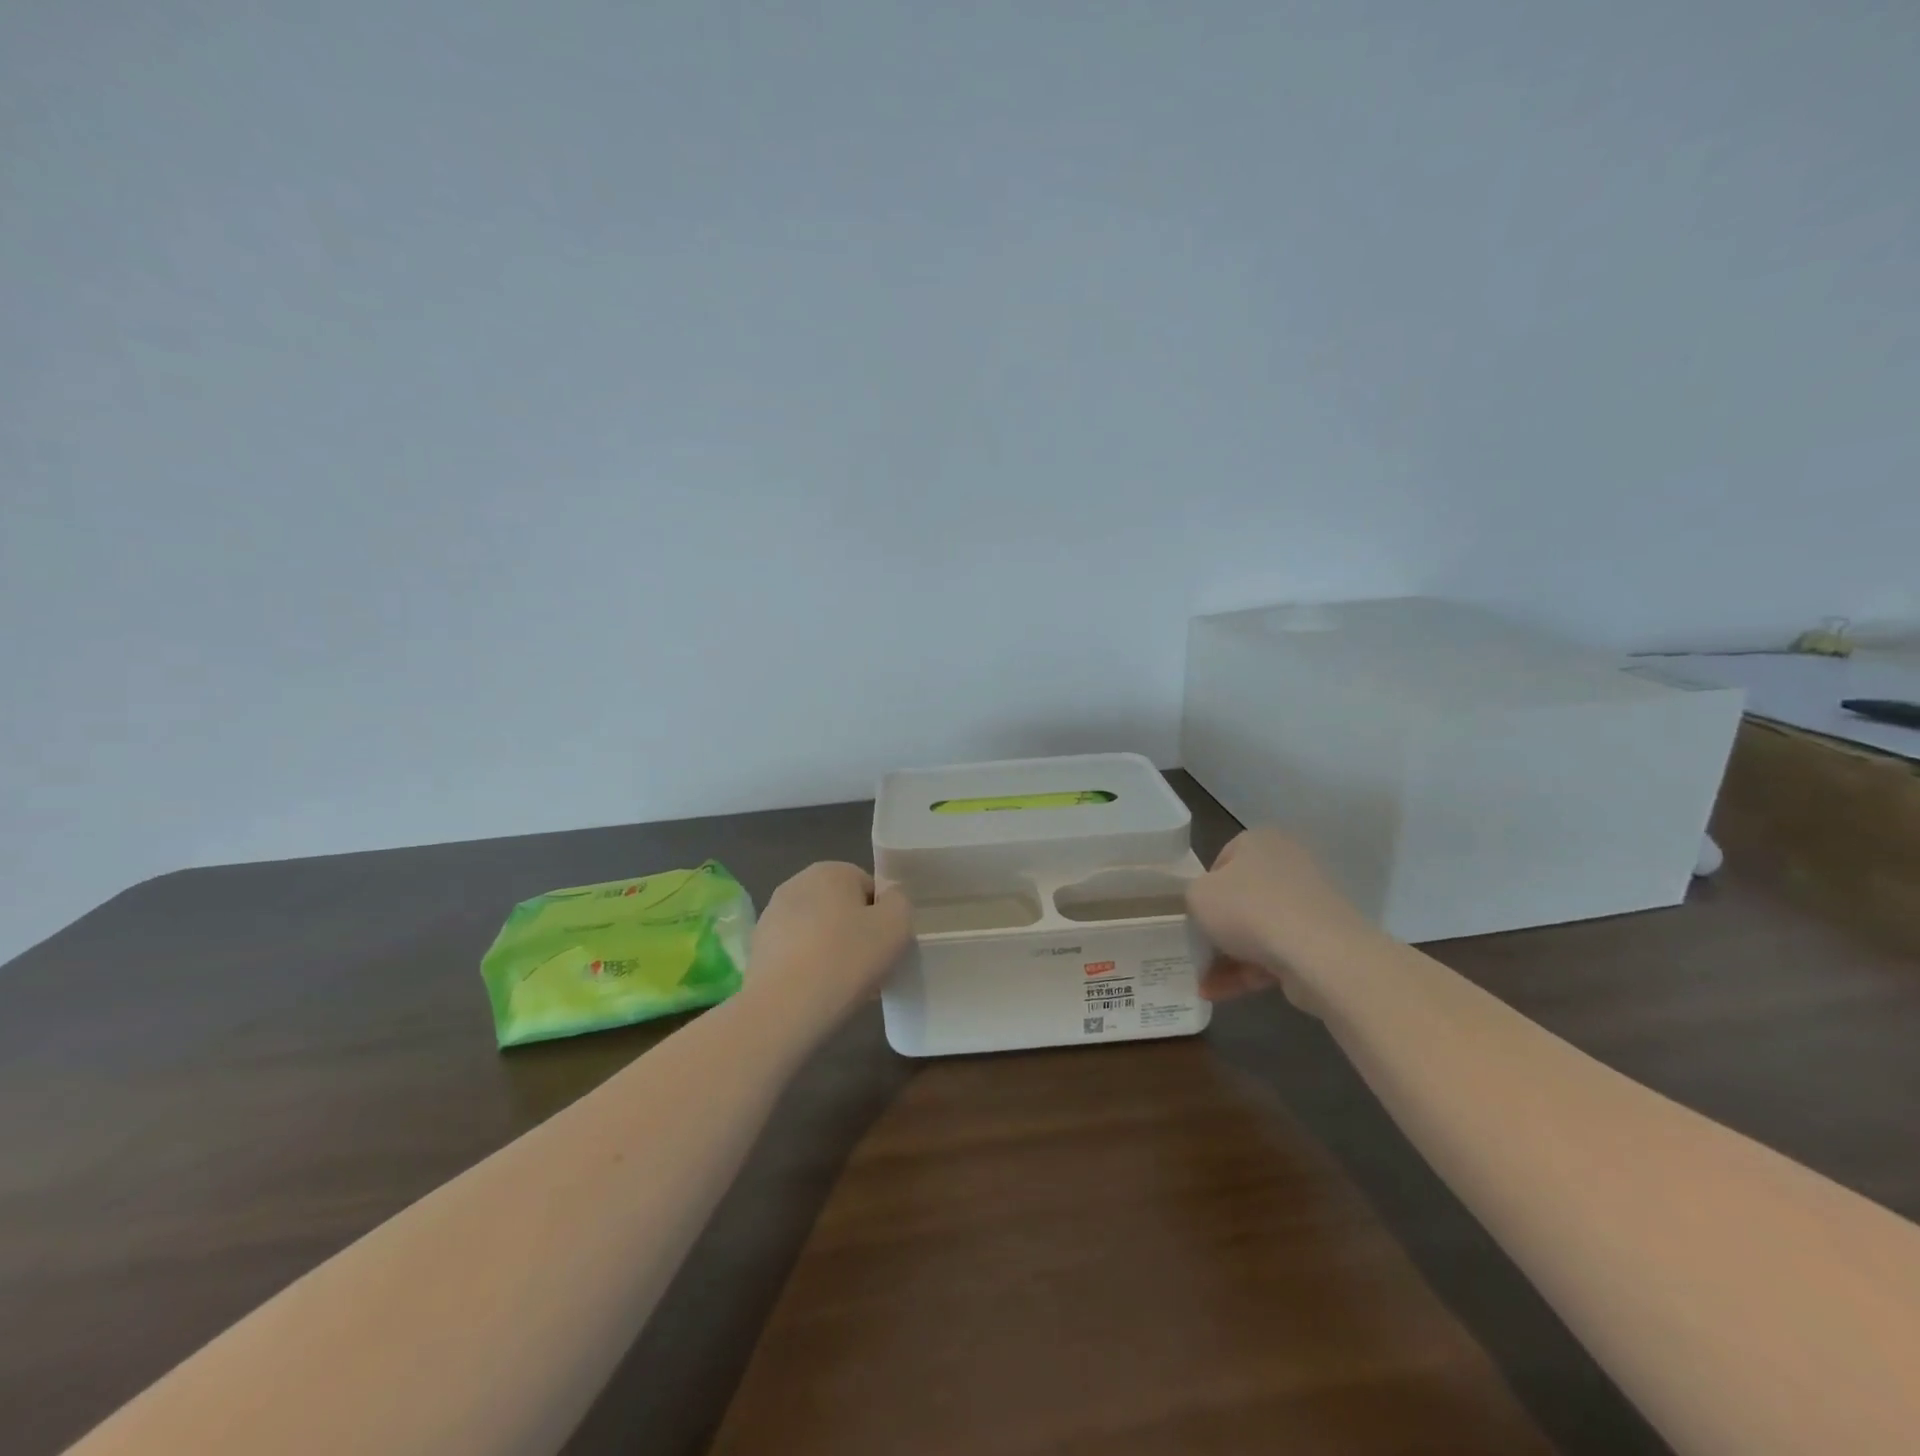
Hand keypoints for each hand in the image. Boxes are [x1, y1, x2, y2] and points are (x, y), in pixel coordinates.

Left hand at [747, 862, 911, 1026]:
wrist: (784, 1008)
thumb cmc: (847, 958)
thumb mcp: (897, 924)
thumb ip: (899, 901)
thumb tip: (887, 899)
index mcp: (830, 871)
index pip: (869, 887)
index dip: (882, 918)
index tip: (885, 947)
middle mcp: (796, 883)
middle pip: (841, 908)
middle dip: (855, 933)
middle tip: (868, 967)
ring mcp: (771, 916)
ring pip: (818, 932)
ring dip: (832, 951)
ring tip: (843, 986)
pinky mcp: (757, 949)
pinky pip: (796, 953)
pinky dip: (808, 968)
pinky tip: (817, 993)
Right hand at [1185, 829, 1371, 1011]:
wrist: (1319, 954)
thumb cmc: (1248, 909)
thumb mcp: (1197, 895)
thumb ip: (1193, 897)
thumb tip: (1208, 910)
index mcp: (1261, 841)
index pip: (1222, 862)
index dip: (1202, 891)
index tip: (1192, 916)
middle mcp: (1288, 865)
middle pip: (1241, 899)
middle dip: (1216, 930)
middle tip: (1196, 952)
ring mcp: (1308, 905)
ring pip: (1258, 930)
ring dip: (1228, 958)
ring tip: (1203, 984)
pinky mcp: (1321, 941)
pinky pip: (1276, 954)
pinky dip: (1248, 972)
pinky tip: (1219, 993)